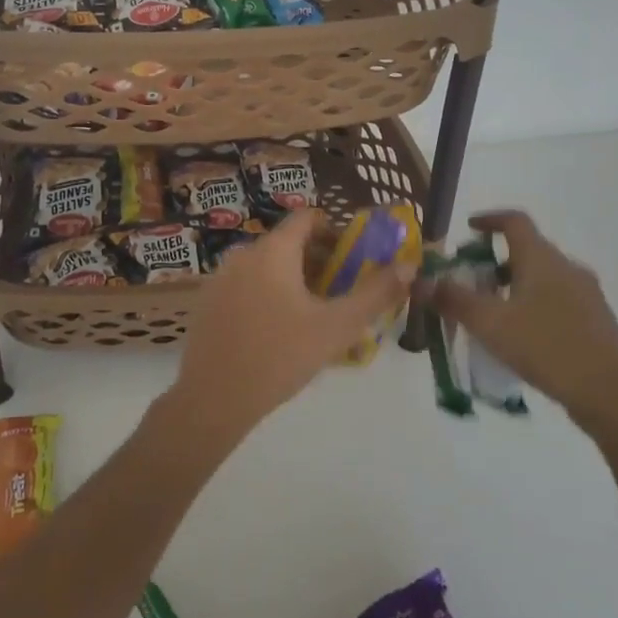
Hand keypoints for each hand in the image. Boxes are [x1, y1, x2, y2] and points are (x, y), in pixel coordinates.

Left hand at [173, 210, 412, 436]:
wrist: (213, 399)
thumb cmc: (280, 356)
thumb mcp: (337, 327)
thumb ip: (375, 293)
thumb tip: (409, 265)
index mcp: (274, 250)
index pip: (307, 218)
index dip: (335, 231)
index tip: (353, 258)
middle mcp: (243, 253)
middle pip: (287, 243)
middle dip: (317, 261)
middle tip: (339, 294)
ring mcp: (220, 278)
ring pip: (265, 266)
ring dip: (292, 280)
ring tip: (312, 316)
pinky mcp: (207, 302)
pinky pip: (245, 285)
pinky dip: (266, 295)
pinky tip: (276, 332)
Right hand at [426, 210, 617, 426]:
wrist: (612, 395)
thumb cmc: (546, 347)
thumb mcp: (489, 323)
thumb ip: (452, 300)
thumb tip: (419, 281)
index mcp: (542, 258)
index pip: (514, 221)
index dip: (490, 219)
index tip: (469, 228)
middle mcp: (567, 268)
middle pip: (527, 251)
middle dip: (495, 262)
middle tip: (470, 282)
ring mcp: (586, 295)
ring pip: (542, 279)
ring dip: (514, 287)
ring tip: (491, 315)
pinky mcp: (596, 322)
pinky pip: (557, 302)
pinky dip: (533, 307)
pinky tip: (522, 339)